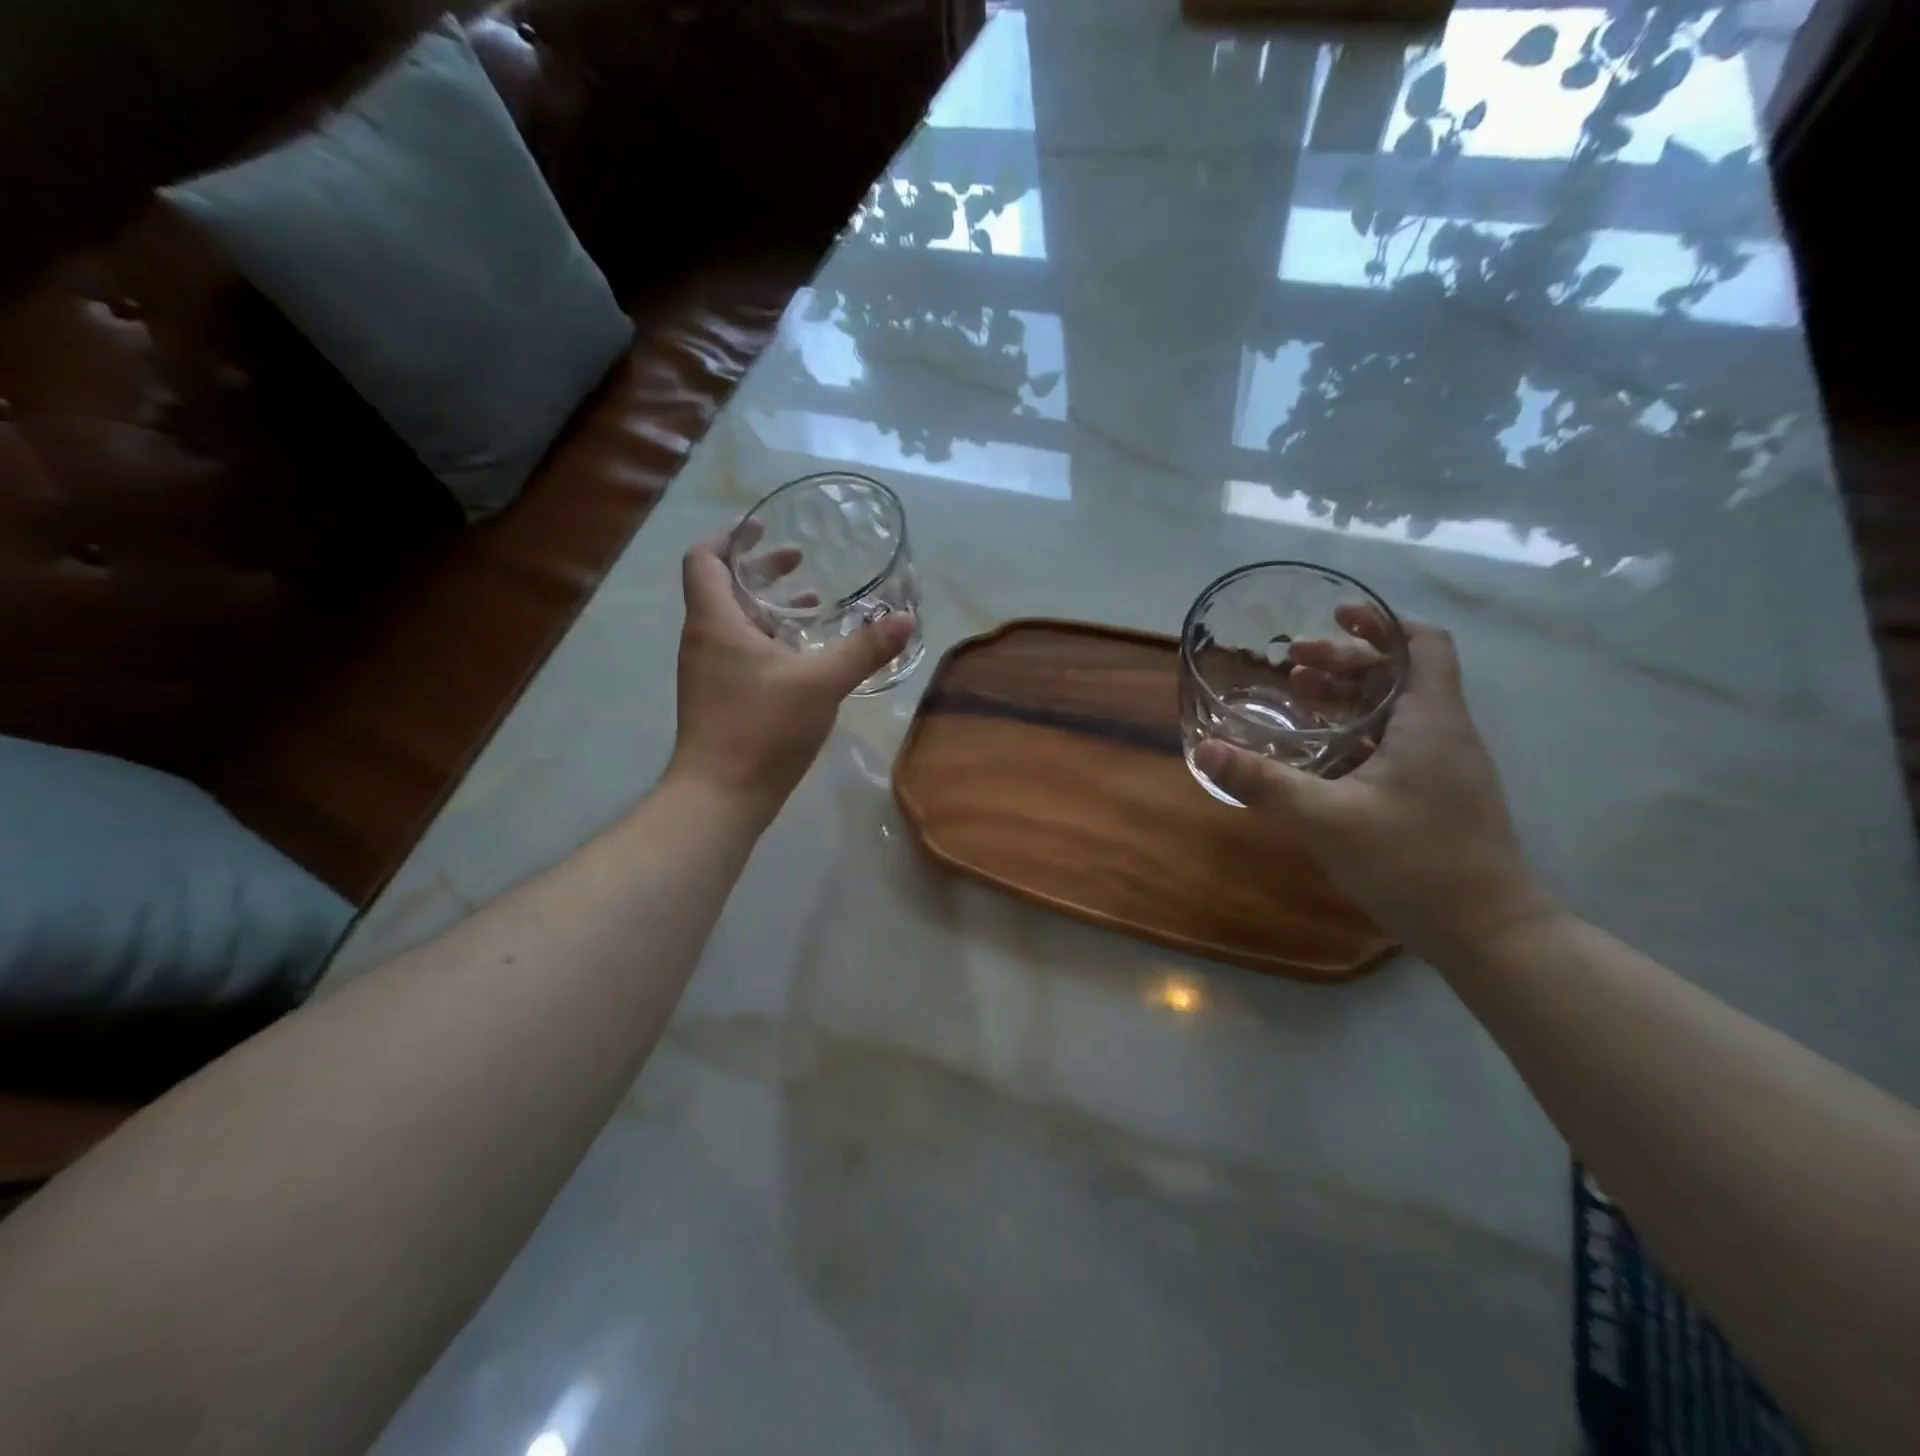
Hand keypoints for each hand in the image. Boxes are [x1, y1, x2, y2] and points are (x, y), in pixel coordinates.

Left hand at [666, 531, 914, 821]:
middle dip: (761, 571)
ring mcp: (709, 671)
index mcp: (716, 622)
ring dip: (769, 607)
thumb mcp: (821, 683)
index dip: (729, 537)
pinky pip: (742, 651)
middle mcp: (704, 640)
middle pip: (723, 587)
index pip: (704, 559)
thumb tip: (905, 619)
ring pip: (735, 622)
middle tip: (799, 562)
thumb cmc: (762, 728)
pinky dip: (769, 639)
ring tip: (812, 605)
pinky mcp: (720, 697)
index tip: (763, 529)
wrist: (721, 796)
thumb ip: (864, 649)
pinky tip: (805, 657)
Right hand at [1194, 618, 1553, 963]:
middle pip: (1399, 673)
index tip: (1334, 617)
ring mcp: (1443, 767)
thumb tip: (1204, 750)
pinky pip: (1394, 743)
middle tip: (1290, 662)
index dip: (1381, 623)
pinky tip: (1318, 753)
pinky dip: (1356, 732)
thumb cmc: (1413, 862)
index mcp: (1430, 721)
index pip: (1423, 644)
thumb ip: (1262, 783)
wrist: (1488, 934)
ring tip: (1296, 696)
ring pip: (1395, 710)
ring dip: (1347, 696)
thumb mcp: (1325, 819)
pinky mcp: (1436, 795)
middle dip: (1344, 661)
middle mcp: (1443, 733)